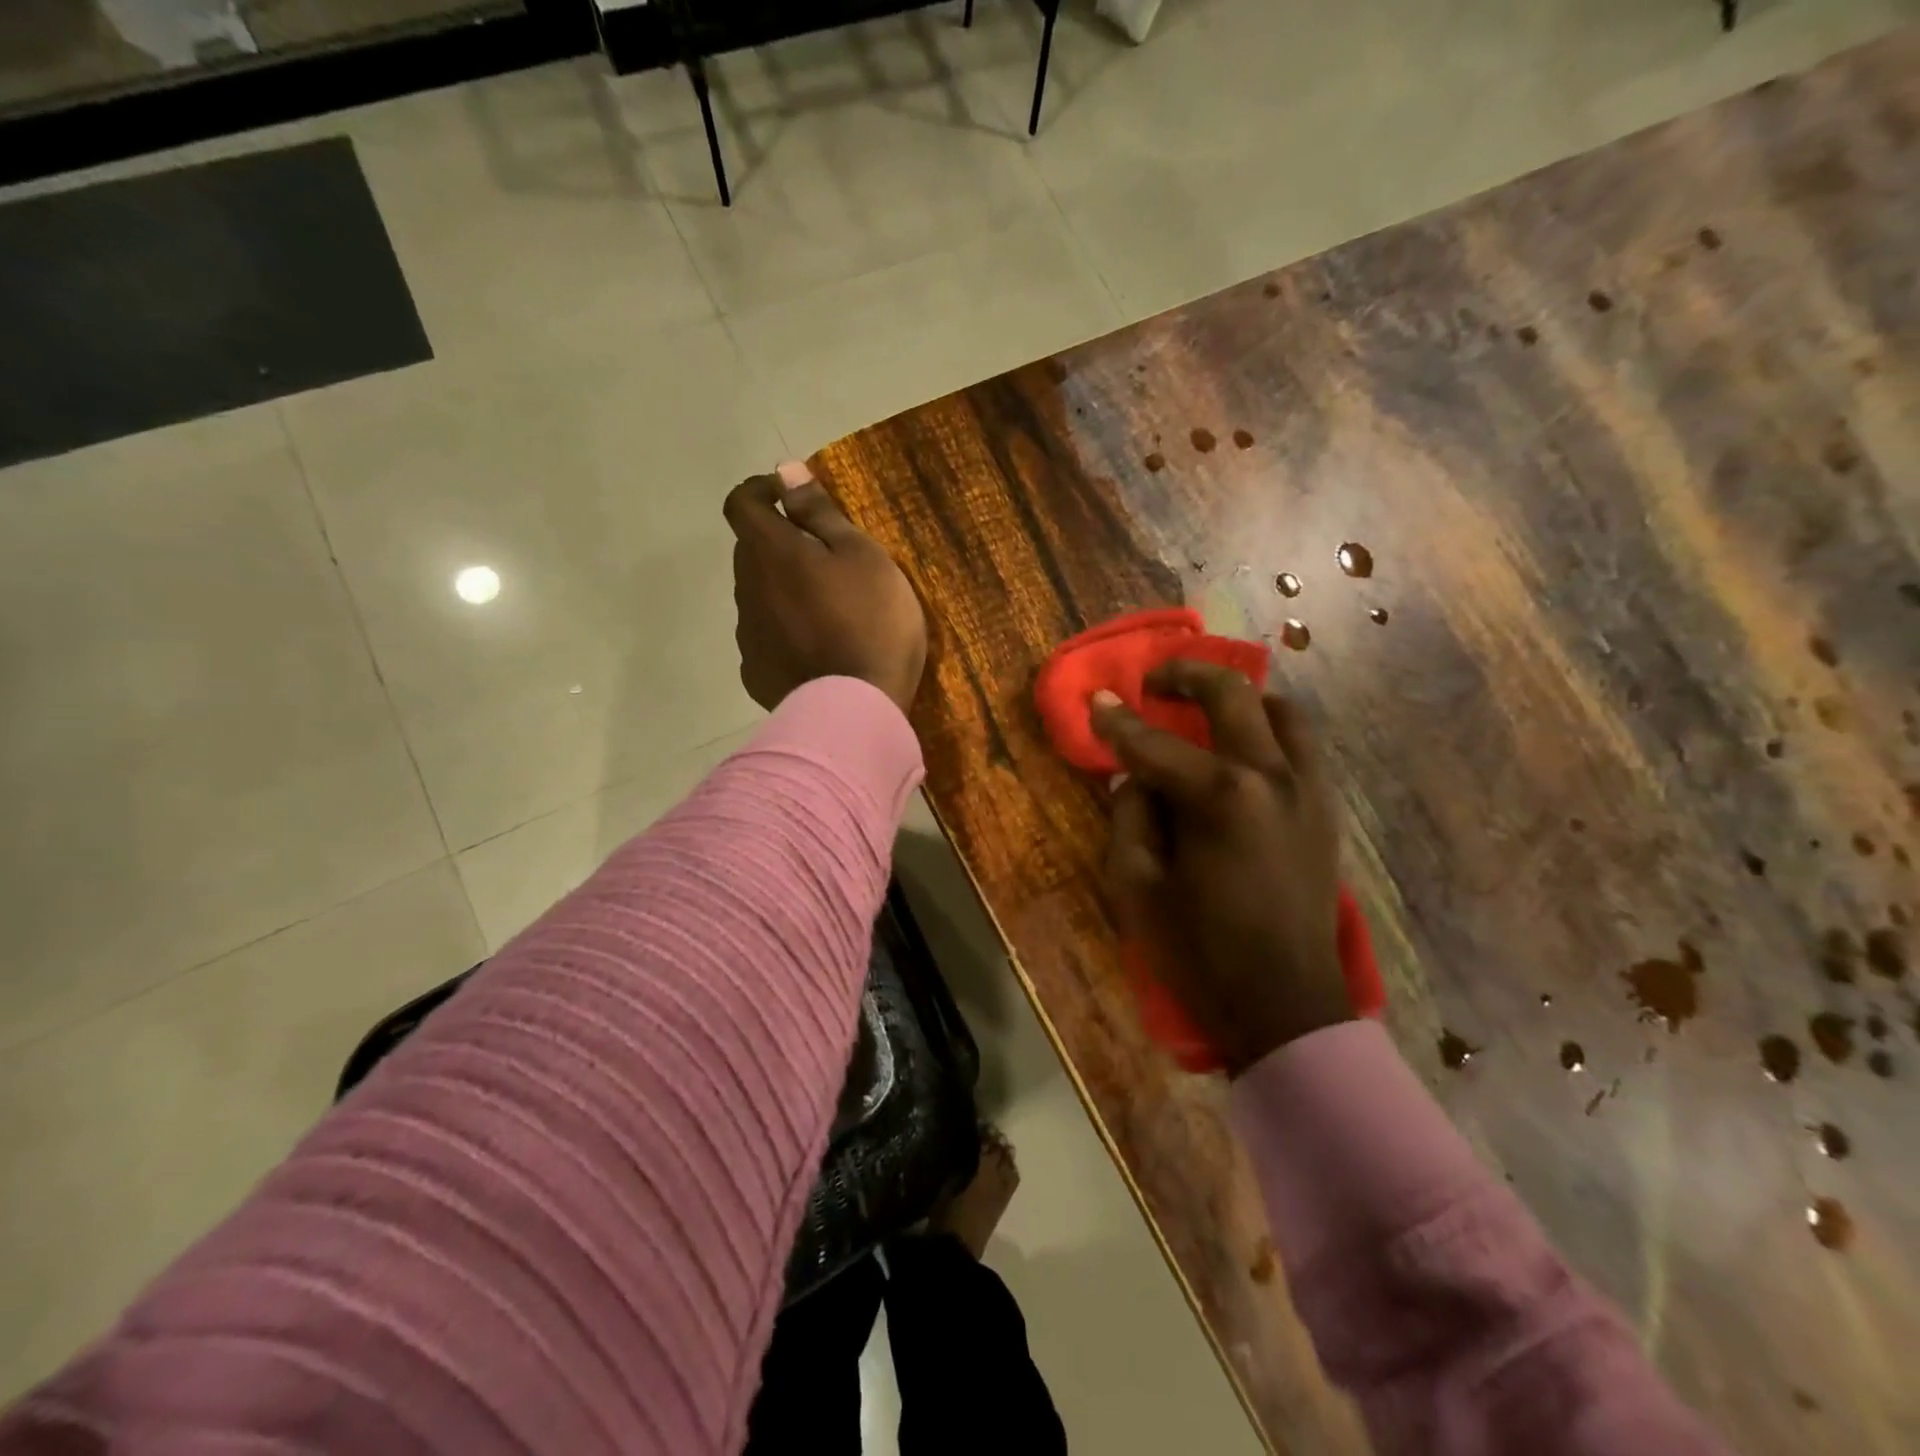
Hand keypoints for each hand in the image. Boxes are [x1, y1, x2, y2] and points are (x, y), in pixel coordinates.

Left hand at [725, 460, 926, 713]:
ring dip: (783, 592)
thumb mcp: (861, 556)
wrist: (856, 709)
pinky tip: (818, 651)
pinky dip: (786, 633)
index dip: (761, 491)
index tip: (790, 497)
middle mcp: (747, 590)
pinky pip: (766, 639)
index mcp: (770, 553)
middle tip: (827, 561)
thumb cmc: (870, 622)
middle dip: (780, 545)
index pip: (741, 503)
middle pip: (752, 552)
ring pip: (759, 597)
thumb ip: (819, 513)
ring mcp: (748, 636)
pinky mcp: (757, 673)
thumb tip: (785, 471)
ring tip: (829, 613)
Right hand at [1092, 661, 1351, 1074]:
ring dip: (1240, 699)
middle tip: (1156, 682)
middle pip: (1232, 697)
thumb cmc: (1200, 950)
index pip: (1155, 744)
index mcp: (1220, 797)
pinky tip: (1243, 751)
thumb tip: (1136, 778)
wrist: (1284, 1004)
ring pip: (1282, 711)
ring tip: (1207, 710)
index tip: (1096, 699)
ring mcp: (1308, 790)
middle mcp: (1272, 777)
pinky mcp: (1325, 810)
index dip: (1118, 721)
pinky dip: (1269, 730)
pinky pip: (1301, 746)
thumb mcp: (1137, 887)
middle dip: (1187, 676)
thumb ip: (1131, 817)